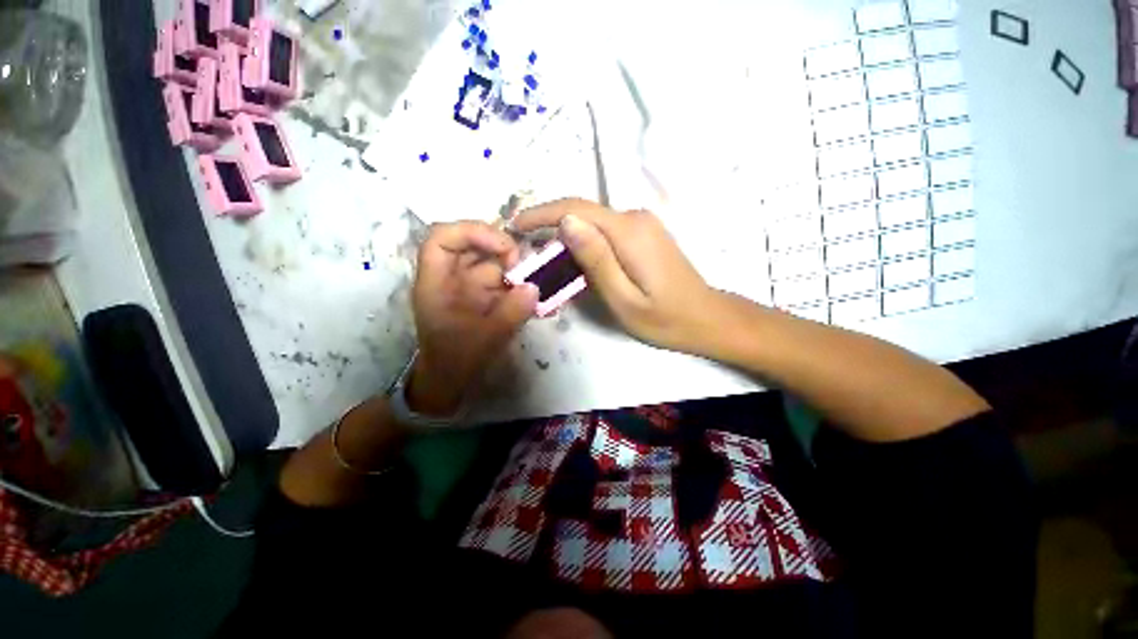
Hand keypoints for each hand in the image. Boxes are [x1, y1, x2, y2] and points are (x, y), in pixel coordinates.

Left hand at [409, 222, 538, 415]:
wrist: (451, 381)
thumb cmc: (456, 360)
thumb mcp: (485, 338)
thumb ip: (511, 312)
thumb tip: (536, 288)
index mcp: (437, 282)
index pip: (444, 238)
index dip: (473, 232)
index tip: (505, 248)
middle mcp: (452, 277)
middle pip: (475, 246)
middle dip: (504, 252)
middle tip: (527, 268)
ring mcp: (469, 286)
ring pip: (494, 265)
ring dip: (518, 272)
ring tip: (540, 285)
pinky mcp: (484, 296)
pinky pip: (504, 283)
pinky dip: (522, 288)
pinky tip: (538, 301)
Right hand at [512, 198, 723, 355]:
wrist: (707, 318)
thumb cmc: (664, 318)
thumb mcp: (623, 298)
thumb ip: (596, 259)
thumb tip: (566, 222)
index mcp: (629, 231)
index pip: (576, 208)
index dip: (541, 212)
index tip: (514, 224)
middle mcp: (635, 217)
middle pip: (583, 213)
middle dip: (551, 228)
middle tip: (528, 255)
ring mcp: (642, 223)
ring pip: (593, 223)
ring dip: (567, 239)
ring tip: (547, 264)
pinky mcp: (644, 233)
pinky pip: (606, 232)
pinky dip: (585, 244)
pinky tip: (577, 264)